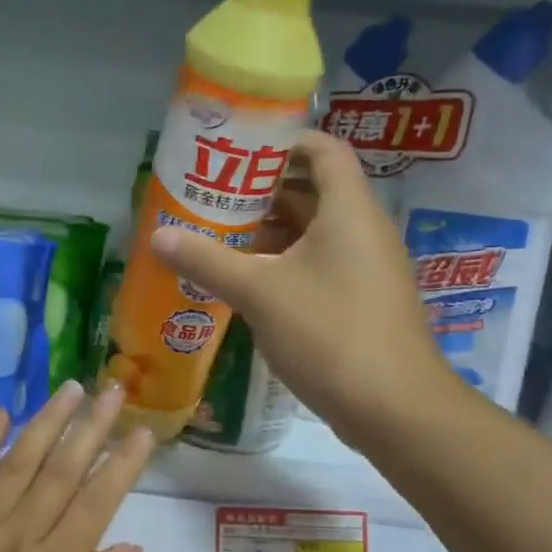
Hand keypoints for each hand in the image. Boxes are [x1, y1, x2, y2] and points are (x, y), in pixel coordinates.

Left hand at [0, 382, 152, 551]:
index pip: (97, 502)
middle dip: (92, 426)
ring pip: (17, 462)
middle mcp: (18, 535)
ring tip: (70, 389)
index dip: (124, 464)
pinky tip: (0, 416)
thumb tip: (131, 546)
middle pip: (61, 470)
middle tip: (113, 389)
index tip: (144, 430)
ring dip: (46, 422)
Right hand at [150, 131, 455, 448]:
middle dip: (261, 191)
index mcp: (347, 209)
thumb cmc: (329, 332)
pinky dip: (283, 264)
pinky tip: (246, 282)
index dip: (281, 143)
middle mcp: (362, 229)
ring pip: (314, 233)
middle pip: (313, 190)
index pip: (322, 150)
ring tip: (217, 235)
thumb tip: (158, 236)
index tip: (235, 151)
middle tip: (211, 196)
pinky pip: (319, 265)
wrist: (394, 408)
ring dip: (269, 232)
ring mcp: (366, 268)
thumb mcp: (259, 292)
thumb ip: (207, 261)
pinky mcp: (361, 301)